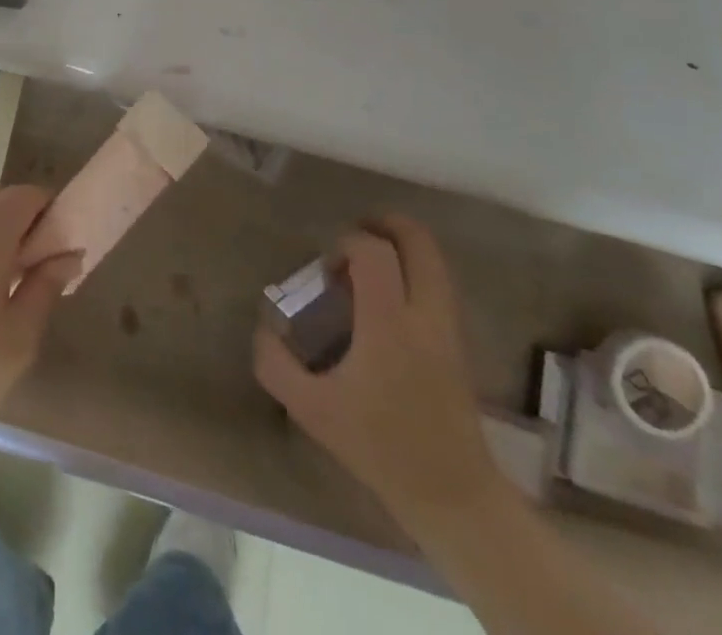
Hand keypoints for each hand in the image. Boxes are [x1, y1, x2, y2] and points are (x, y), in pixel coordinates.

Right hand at [253, 214, 504, 534]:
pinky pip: (439, 285)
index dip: (346, 242)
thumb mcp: (312, 411)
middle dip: (386, 224)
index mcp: (389, 325)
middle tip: (355, 233)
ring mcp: (449, 329)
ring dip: (402, 248)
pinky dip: (414, 272)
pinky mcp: (459, 344)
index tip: (326, 268)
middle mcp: (426, 316)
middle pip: (419, 242)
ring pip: (435, 261)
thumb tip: (262, 329)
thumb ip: (276, 365)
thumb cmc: (380, 447)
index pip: (374, 252)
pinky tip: (386, 300)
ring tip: (368, 266)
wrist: (454, 496)